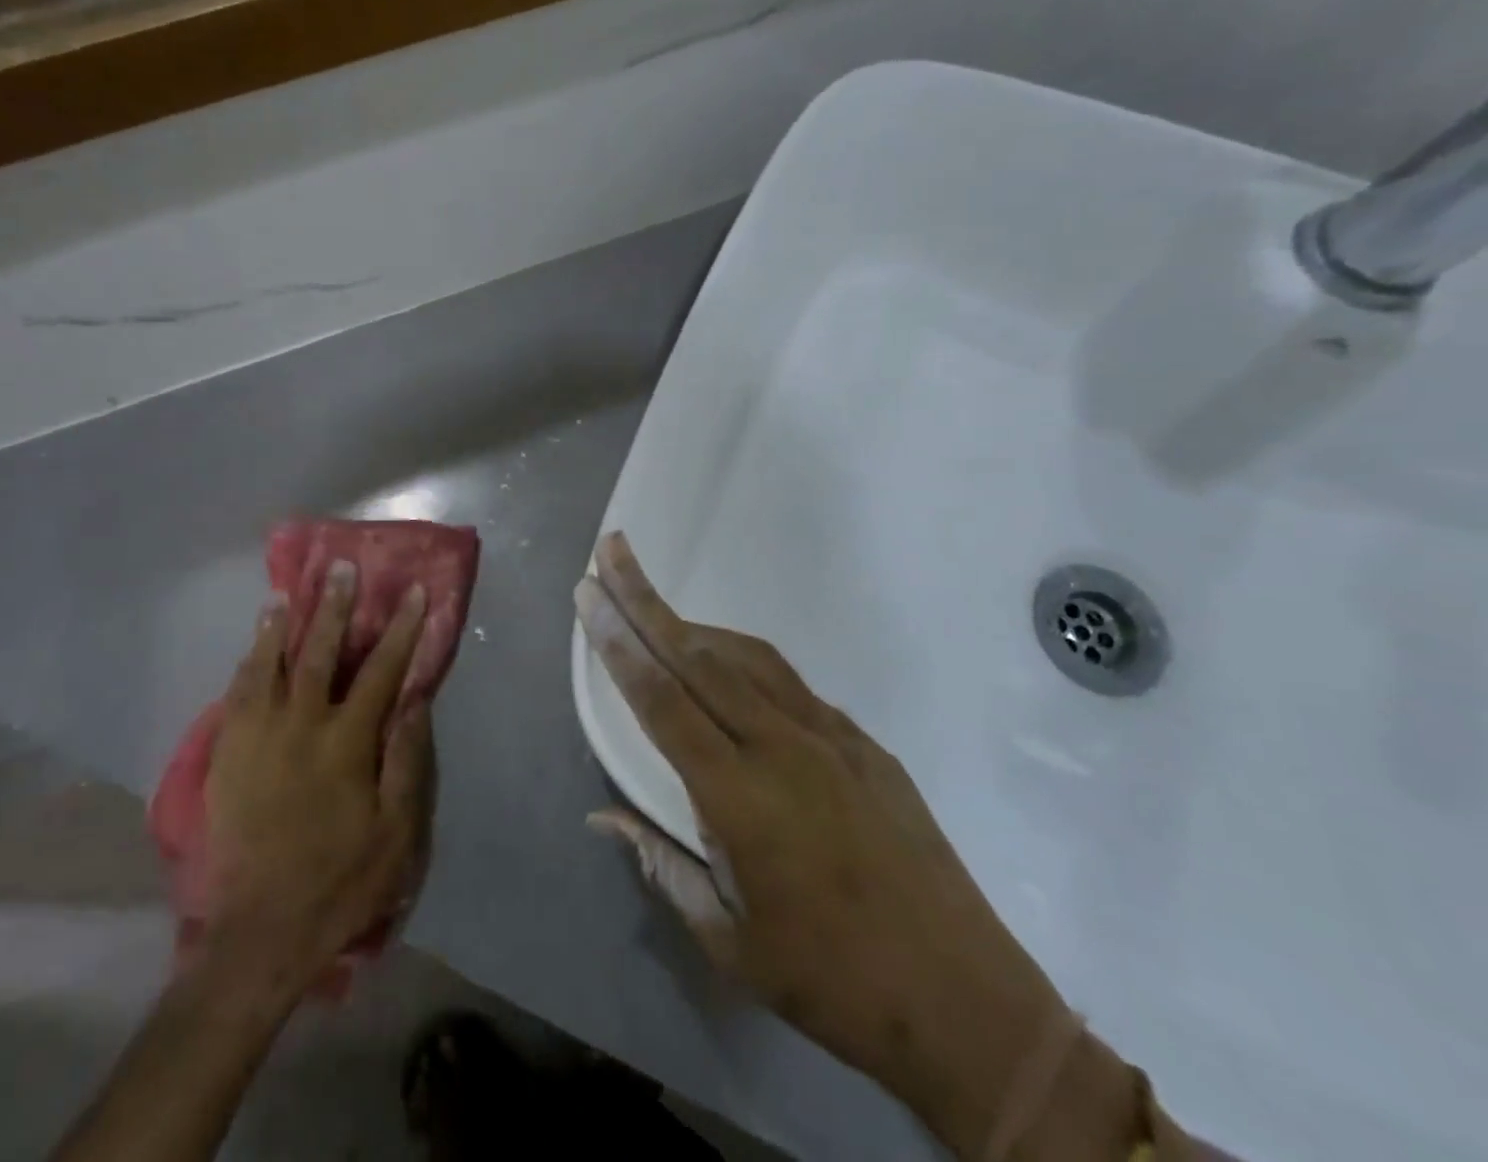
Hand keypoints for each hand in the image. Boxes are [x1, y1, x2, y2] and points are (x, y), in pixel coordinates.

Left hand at [197, 562, 434, 986]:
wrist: (262, 932)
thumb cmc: (341, 880)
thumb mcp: (396, 832)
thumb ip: (406, 760)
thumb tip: (414, 700)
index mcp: (346, 743)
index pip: (381, 670)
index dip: (401, 629)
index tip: (414, 593)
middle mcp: (300, 727)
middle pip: (319, 653)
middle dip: (334, 608)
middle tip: (339, 569)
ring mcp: (257, 739)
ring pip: (268, 666)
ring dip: (279, 626)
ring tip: (285, 595)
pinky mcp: (227, 757)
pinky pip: (236, 696)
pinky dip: (247, 664)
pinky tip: (252, 648)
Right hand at [576, 533, 1078, 1158]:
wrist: (966, 1001)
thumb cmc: (832, 981)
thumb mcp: (728, 941)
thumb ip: (662, 865)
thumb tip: (604, 815)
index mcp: (740, 797)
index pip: (662, 700)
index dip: (618, 643)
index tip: (588, 595)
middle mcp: (782, 747)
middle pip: (697, 655)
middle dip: (644, 600)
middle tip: (610, 551)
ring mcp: (830, 737)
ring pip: (746, 658)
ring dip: (692, 625)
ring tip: (653, 608)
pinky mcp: (864, 743)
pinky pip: (789, 683)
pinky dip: (743, 659)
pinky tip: (726, 665)